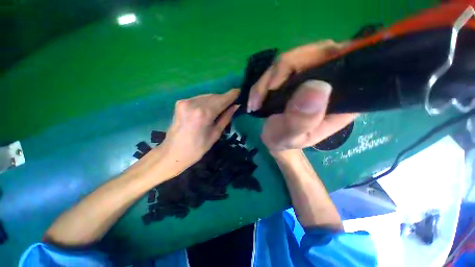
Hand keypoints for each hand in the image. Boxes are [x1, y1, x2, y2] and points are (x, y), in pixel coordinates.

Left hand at [160, 89, 239, 172]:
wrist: (173, 152)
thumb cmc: (197, 148)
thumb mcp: (215, 134)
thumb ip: (226, 118)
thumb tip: (235, 106)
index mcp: (204, 113)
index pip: (222, 100)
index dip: (232, 95)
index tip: (239, 91)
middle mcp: (193, 103)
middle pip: (214, 96)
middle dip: (224, 98)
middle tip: (232, 103)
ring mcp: (185, 101)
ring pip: (207, 96)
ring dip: (216, 100)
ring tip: (222, 107)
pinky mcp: (180, 102)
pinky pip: (199, 98)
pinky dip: (207, 101)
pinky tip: (209, 109)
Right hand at [247, 40, 357, 150]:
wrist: (274, 138)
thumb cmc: (284, 141)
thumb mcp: (291, 136)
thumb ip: (302, 120)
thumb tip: (317, 87)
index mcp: (344, 98)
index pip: (342, 63)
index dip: (311, 62)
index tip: (278, 86)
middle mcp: (333, 81)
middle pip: (312, 54)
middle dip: (278, 74)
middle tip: (259, 98)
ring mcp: (313, 75)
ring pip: (292, 59)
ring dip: (266, 81)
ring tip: (255, 103)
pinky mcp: (297, 75)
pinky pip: (279, 67)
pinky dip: (263, 82)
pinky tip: (255, 99)